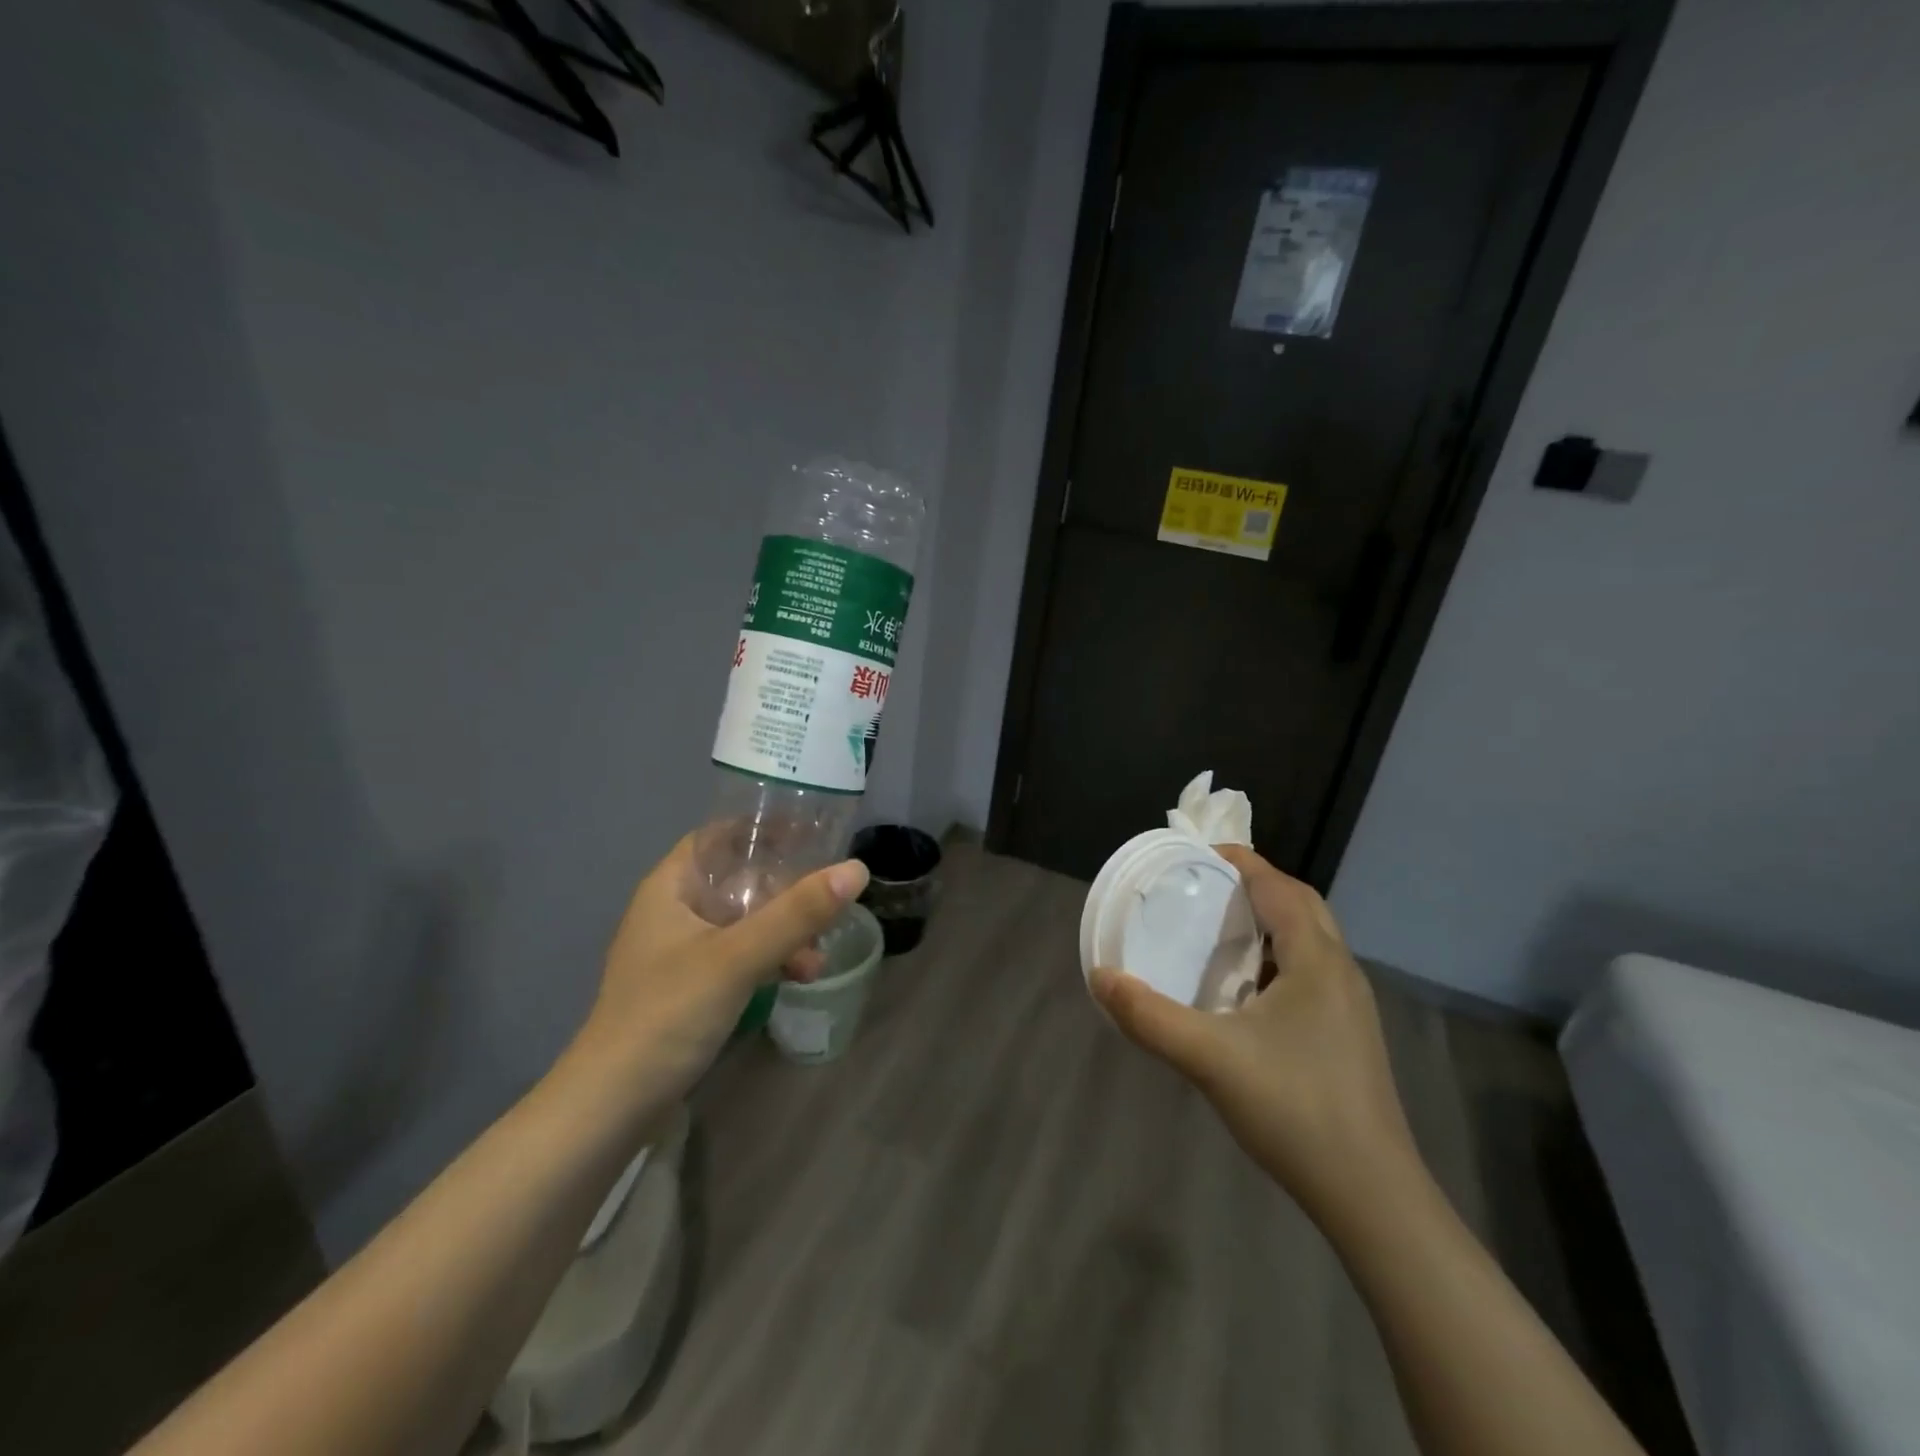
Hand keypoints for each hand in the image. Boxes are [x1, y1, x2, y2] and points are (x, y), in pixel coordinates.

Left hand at [571, 834, 868, 1106]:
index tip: (810, 831)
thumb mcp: (737, 957)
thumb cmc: (668, 1013)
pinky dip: (770, 957)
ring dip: (784, 928)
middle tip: (829, 891)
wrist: (613, 1106)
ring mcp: (681, 950)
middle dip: (785, 886)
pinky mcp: (691, 986)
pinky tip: (800, 974)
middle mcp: (673, 910)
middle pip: (738, 878)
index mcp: (670, 886)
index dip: (762, 828)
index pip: (719, 835)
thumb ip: (796, 913)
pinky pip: (740, 954)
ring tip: (820, 950)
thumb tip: (856, 869)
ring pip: (744, 919)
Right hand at [1090, 845, 1416, 1226]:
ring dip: (1269, 921)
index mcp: (1316, 959)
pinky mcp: (1349, 1035)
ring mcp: (1350, 1006)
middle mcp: (1340, 971)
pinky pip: (1311, 971)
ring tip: (1219, 929)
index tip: (1197, 853)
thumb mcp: (1209, 1058)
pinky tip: (1246, 991)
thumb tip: (1101, 978)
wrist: (1371, 1195)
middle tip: (1205, 887)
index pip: (1278, 886)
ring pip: (1310, 940)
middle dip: (1255, 885)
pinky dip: (1278, 957)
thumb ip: (1149, 1016)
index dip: (1241, 861)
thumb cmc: (1294, 1109)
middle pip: (1300, 905)